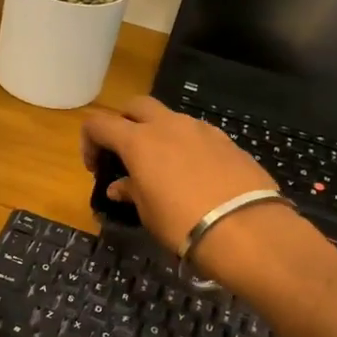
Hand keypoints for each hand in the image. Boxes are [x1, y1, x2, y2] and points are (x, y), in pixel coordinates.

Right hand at [81, 96, 287, 270]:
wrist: (246, 229)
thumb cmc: (182, 223)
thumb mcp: (147, 213)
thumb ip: (131, 191)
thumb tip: (119, 186)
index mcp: (139, 141)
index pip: (99, 124)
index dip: (90, 142)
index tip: (95, 167)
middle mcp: (168, 125)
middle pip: (137, 106)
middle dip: (125, 123)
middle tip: (126, 153)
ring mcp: (201, 130)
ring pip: (170, 118)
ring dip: (159, 134)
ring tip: (163, 168)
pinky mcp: (228, 141)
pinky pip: (197, 134)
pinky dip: (187, 146)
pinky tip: (194, 175)